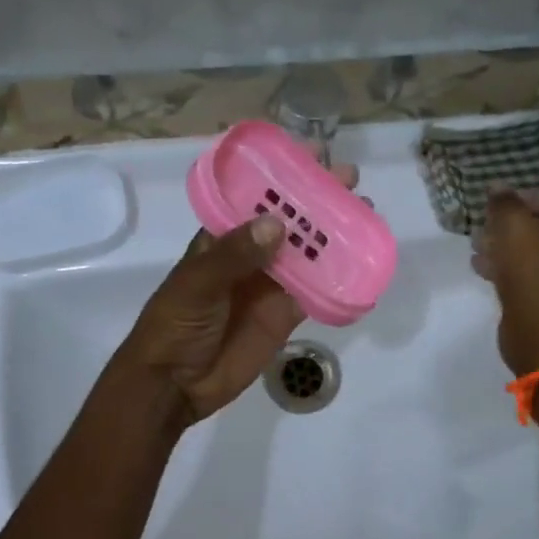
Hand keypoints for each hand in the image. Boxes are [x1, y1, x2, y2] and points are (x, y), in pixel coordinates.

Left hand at [119, 163, 359, 427]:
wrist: (173, 385)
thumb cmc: (175, 325)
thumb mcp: (197, 284)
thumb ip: (235, 255)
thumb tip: (278, 224)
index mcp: (221, 238)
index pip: (254, 198)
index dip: (282, 176)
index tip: (312, 153)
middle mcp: (249, 255)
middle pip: (289, 221)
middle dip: (317, 199)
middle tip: (349, 178)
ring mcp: (269, 284)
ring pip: (307, 253)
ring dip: (332, 234)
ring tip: (364, 211)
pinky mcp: (285, 314)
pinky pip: (315, 291)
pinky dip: (336, 277)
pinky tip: (360, 261)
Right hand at [473, 187, 538, 375]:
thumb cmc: (534, 268)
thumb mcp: (513, 225)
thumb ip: (504, 202)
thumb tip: (497, 187)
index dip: (521, 196)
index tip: (494, 203)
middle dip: (511, 225)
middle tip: (483, 225)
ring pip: (537, 253)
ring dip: (506, 247)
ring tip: (476, 246)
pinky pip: (533, 276)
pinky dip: (510, 269)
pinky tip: (482, 268)